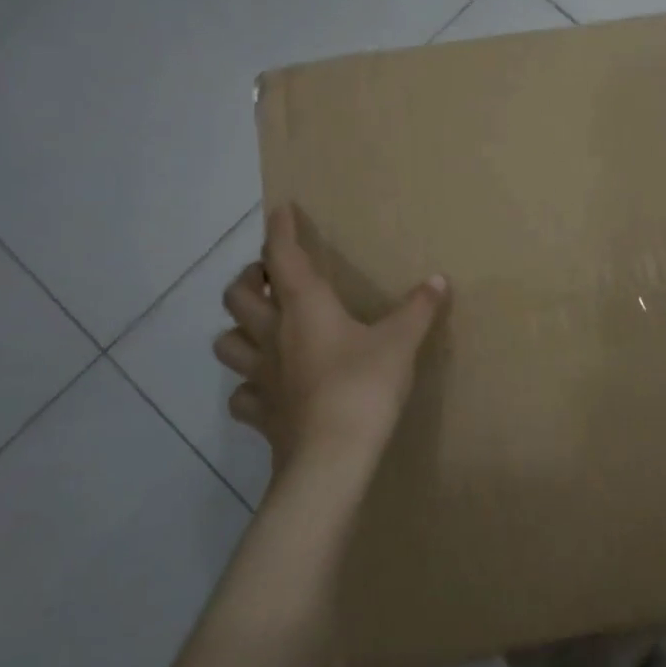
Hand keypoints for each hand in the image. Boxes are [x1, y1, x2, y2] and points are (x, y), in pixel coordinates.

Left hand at [215, 205, 447, 473]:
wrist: (332, 457)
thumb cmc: (364, 386)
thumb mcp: (401, 342)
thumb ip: (419, 309)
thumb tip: (438, 280)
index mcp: (305, 307)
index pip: (283, 256)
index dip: (280, 229)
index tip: (280, 209)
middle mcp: (273, 335)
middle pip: (237, 295)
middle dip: (248, 278)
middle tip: (268, 276)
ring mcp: (261, 376)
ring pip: (227, 342)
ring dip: (238, 328)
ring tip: (260, 327)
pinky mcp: (261, 413)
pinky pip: (242, 394)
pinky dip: (249, 386)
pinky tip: (266, 387)